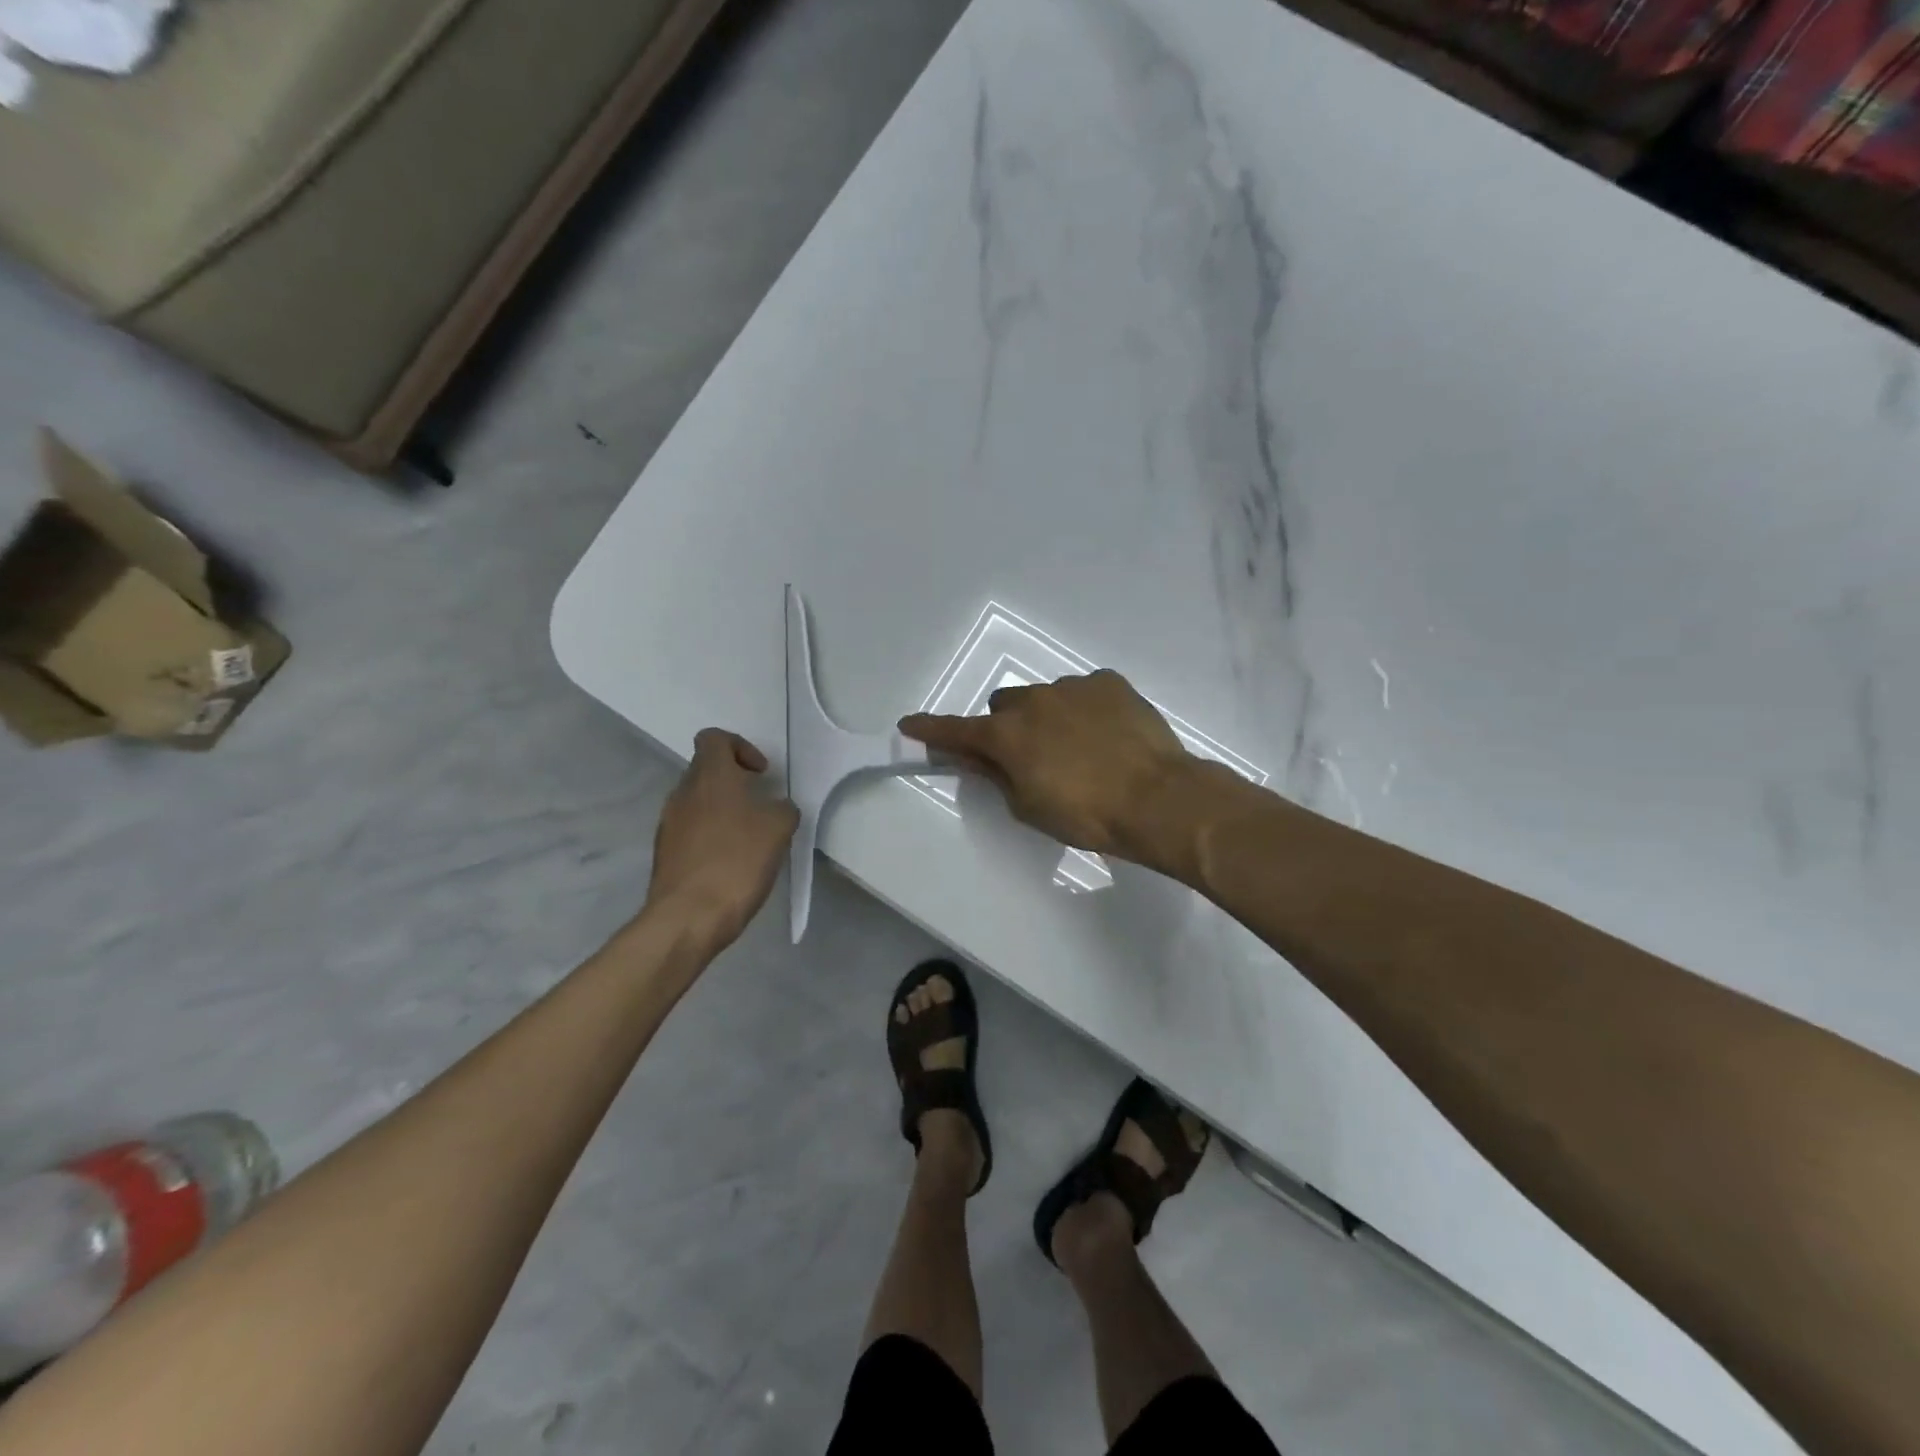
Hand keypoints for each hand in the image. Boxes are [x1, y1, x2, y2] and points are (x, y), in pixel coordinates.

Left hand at [645, 730, 798, 951]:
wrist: (689, 917)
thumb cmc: (737, 861)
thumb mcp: (778, 829)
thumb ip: (782, 809)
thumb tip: (776, 807)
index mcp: (710, 777)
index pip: (714, 738)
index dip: (740, 747)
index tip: (761, 774)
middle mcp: (683, 793)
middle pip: (706, 770)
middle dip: (735, 782)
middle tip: (760, 806)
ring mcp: (668, 824)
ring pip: (698, 802)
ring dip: (722, 810)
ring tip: (748, 838)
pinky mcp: (664, 853)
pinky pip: (690, 830)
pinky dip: (711, 836)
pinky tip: (730, 861)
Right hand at [899, 670, 1193, 862]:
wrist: (1158, 799)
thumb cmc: (1086, 814)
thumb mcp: (1029, 807)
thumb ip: (997, 775)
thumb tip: (978, 757)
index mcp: (1008, 735)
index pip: (957, 731)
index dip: (931, 730)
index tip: (909, 725)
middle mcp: (1034, 700)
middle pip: (1004, 706)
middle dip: (1008, 727)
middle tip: (1031, 757)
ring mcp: (1074, 686)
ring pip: (1046, 697)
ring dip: (1049, 717)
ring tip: (1082, 750)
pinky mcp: (1109, 682)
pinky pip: (1084, 692)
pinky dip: (1085, 709)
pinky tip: (1107, 735)